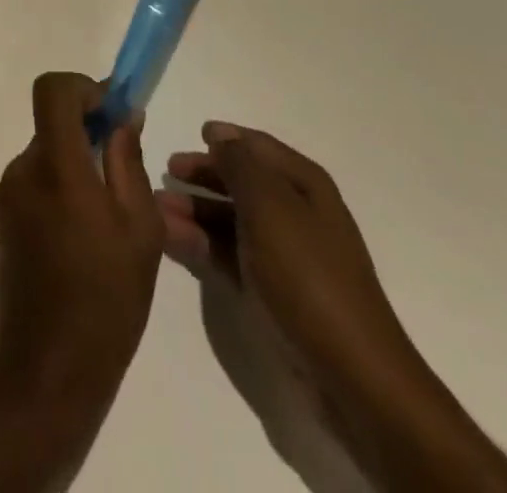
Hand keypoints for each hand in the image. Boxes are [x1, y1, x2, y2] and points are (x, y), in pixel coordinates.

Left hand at [0, 73, 164, 408]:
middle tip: (122, 162)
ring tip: (108, 208)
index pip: (52, 90)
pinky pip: (36, 178)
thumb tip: (125, 115)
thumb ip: (129, 161)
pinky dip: (61, 183)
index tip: (112, 110)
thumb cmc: (106, 299)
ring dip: (76, 158)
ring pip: (47, 151)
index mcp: (57, 167)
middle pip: (52, 121)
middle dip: (88, 128)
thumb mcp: (140, 229)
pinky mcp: (3, 217)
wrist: (48, 370)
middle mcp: (24, 169)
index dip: (83, 86)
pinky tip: (85, 230)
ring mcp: (8, 194)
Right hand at [159, 124, 422, 418]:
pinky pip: (230, 255)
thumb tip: (221, 135)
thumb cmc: (307, 274)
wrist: (350, 374)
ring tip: (157, 208)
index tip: (194, 132)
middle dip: (205, 174)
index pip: (259, 147)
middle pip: (243, 182)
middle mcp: (297, 212)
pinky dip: (202, 244)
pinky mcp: (273, 292)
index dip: (228, 139)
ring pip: (232, 220)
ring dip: (196, 210)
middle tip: (166, 170)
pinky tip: (171, 238)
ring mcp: (285, 255)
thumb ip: (240, 165)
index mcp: (304, 185)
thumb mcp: (269, 206)